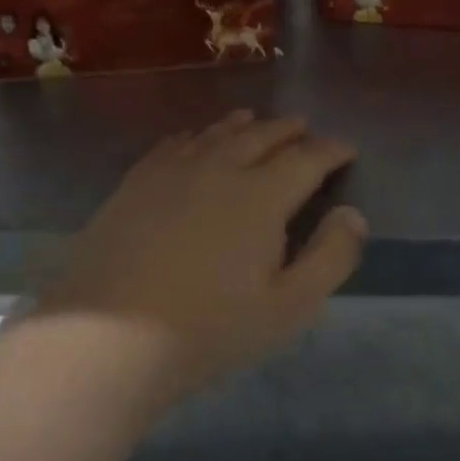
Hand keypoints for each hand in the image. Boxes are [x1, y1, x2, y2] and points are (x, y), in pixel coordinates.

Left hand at [37, 111, 365, 408]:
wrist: (106, 341)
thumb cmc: (209, 329)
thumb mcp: (289, 307)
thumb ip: (331, 257)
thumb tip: (353, 214)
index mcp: (263, 195)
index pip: (308, 158)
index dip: (332, 150)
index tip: (347, 148)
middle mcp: (222, 168)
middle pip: (263, 136)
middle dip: (290, 129)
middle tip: (305, 128)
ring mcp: (173, 171)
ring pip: (217, 134)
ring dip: (244, 125)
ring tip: (256, 119)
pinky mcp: (136, 183)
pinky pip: (174, 145)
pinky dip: (195, 136)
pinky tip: (194, 139)